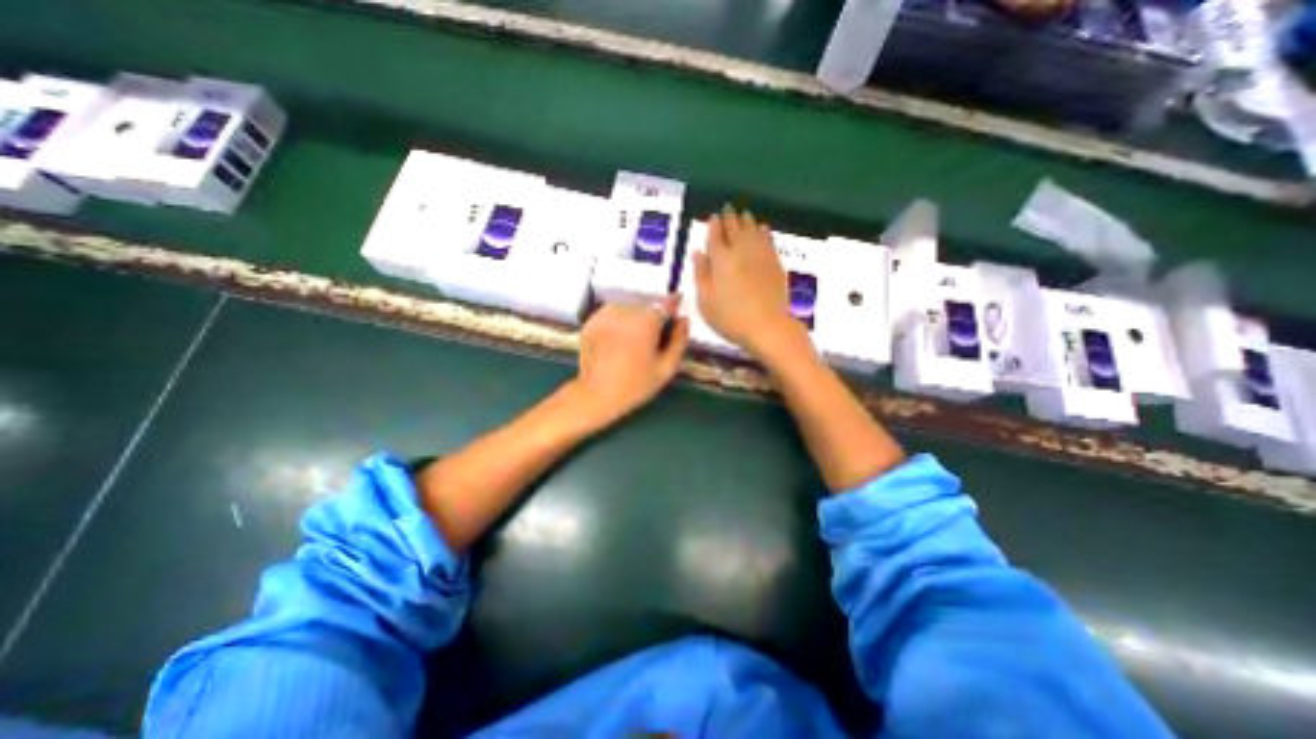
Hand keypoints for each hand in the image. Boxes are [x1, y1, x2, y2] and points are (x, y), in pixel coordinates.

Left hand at [574, 293, 690, 427]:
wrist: (595, 394)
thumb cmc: (635, 385)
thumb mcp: (666, 368)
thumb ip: (679, 341)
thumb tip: (684, 320)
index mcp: (646, 321)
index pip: (666, 302)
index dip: (674, 304)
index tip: (678, 308)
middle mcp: (625, 310)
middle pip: (646, 304)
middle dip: (654, 314)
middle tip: (656, 333)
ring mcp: (605, 314)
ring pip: (628, 307)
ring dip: (635, 316)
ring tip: (636, 336)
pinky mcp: (591, 321)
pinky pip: (612, 314)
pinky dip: (619, 321)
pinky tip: (619, 338)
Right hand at [691, 206, 808, 360]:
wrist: (767, 326)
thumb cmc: (730, 318)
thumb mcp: (705, 301)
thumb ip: (700, 274)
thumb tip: (698, 252)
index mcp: (720, 259)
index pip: (715, 235)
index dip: (713, 225)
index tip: (713, 217)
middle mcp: (740, 250)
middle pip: (734, 228)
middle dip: (729, 217)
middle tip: (727, 210)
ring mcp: (760, 254)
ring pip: (752, 229)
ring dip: (746, 220)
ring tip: (743, 214)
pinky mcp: (775, 262)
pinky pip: (768, 239)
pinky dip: (763, 231)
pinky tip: (762, 229)